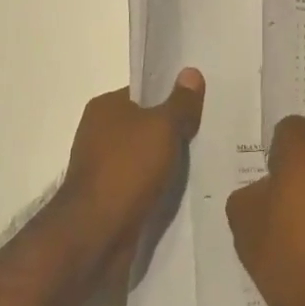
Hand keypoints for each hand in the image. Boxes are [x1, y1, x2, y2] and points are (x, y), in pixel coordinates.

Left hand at [60, 67, 203, 247]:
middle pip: (144, 124)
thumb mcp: (162, 127)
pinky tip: (181, 190)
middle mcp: (98, 132)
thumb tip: (191, 72)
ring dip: (166, 161)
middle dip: (172, 130)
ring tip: (202, 162)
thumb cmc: (127, 168)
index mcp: (105, 107)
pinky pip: (140, 183)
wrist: (96, 233)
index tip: (200, 104)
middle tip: (208, 132)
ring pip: (144, 156)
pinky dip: (157, 186)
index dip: (171, 97)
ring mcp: (101, 167)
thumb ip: (180, 102)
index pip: (144, 93)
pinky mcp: (108, 198)